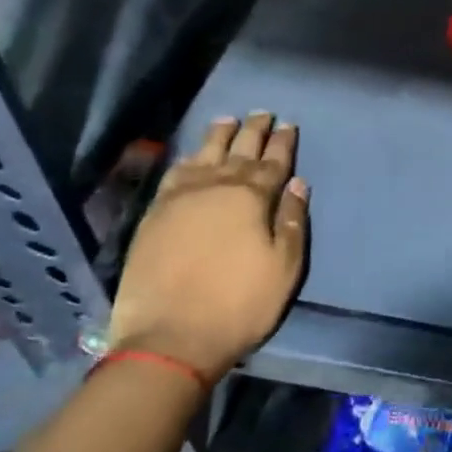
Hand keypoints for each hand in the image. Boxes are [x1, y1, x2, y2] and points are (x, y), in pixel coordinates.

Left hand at [110, 114, 309, 379]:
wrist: (169, 339)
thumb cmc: (239, 304)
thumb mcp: (284, 267)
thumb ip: (291, 220)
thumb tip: (297, 183)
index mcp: (251, 198)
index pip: (272, 162)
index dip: (282, 143)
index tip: (289, 124)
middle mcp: (215, 187)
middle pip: (239, 151)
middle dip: (254, 131)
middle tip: (263, 113)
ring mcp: (180, 199)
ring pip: (204, 155)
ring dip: (219, 136)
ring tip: (228, 120)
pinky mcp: (154, 216)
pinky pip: (173, 175)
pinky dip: (186, 159)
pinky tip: (191, 156)